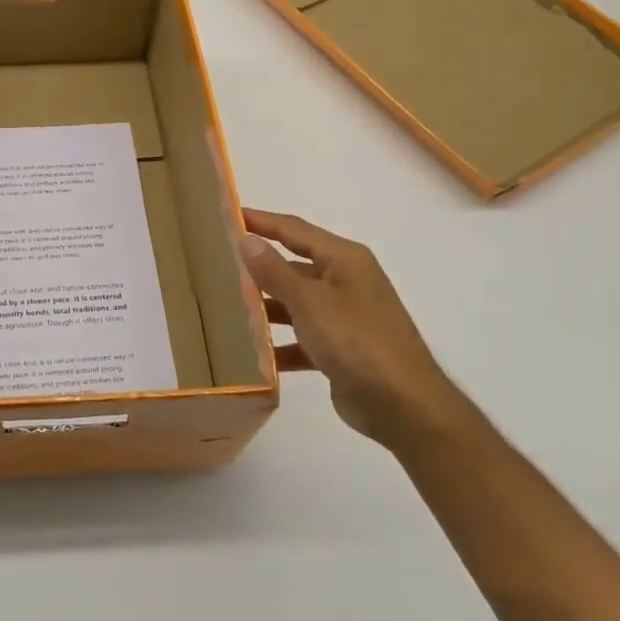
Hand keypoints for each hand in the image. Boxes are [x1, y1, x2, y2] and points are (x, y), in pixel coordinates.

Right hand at [240, 208, 464, 447]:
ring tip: (225, 308)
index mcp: (344, 259)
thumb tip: (246, 239)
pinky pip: (302, 338)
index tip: (226, 215)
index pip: (294, 229)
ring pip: (295, 303)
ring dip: (266, 307)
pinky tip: (252, 354)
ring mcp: (344, 316)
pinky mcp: (341, 349)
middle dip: (259, 266)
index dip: (261, 221)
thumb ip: (274, 271)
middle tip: (217, 263)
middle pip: (294, 265)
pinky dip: (280, 344)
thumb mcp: (309, 301)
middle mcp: (346, 281)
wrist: (403, 405)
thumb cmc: (356, 340)